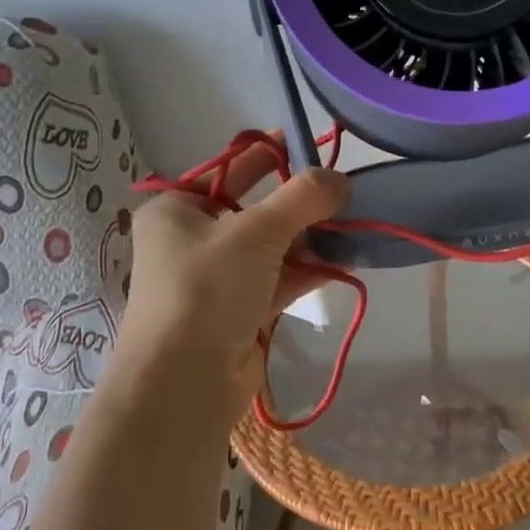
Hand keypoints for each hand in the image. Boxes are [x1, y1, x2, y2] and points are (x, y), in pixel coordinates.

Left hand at [119, 138, 349, 405]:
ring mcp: (216, 280)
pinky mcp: (238, 313)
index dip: (268, 156)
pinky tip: (341, 263)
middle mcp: (192, 241)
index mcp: (176, 210)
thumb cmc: (206, 288)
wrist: (184, 383)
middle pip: (254, 210)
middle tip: (342, 190)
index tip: (308, 145)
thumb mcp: (255, 233)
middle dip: (297, 204)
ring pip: (270, 248)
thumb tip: (341, 178)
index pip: (228, 171)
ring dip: (308, 239)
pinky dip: (306, 271)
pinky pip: (277, 281)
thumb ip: (301, 199)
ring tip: (352, 226)